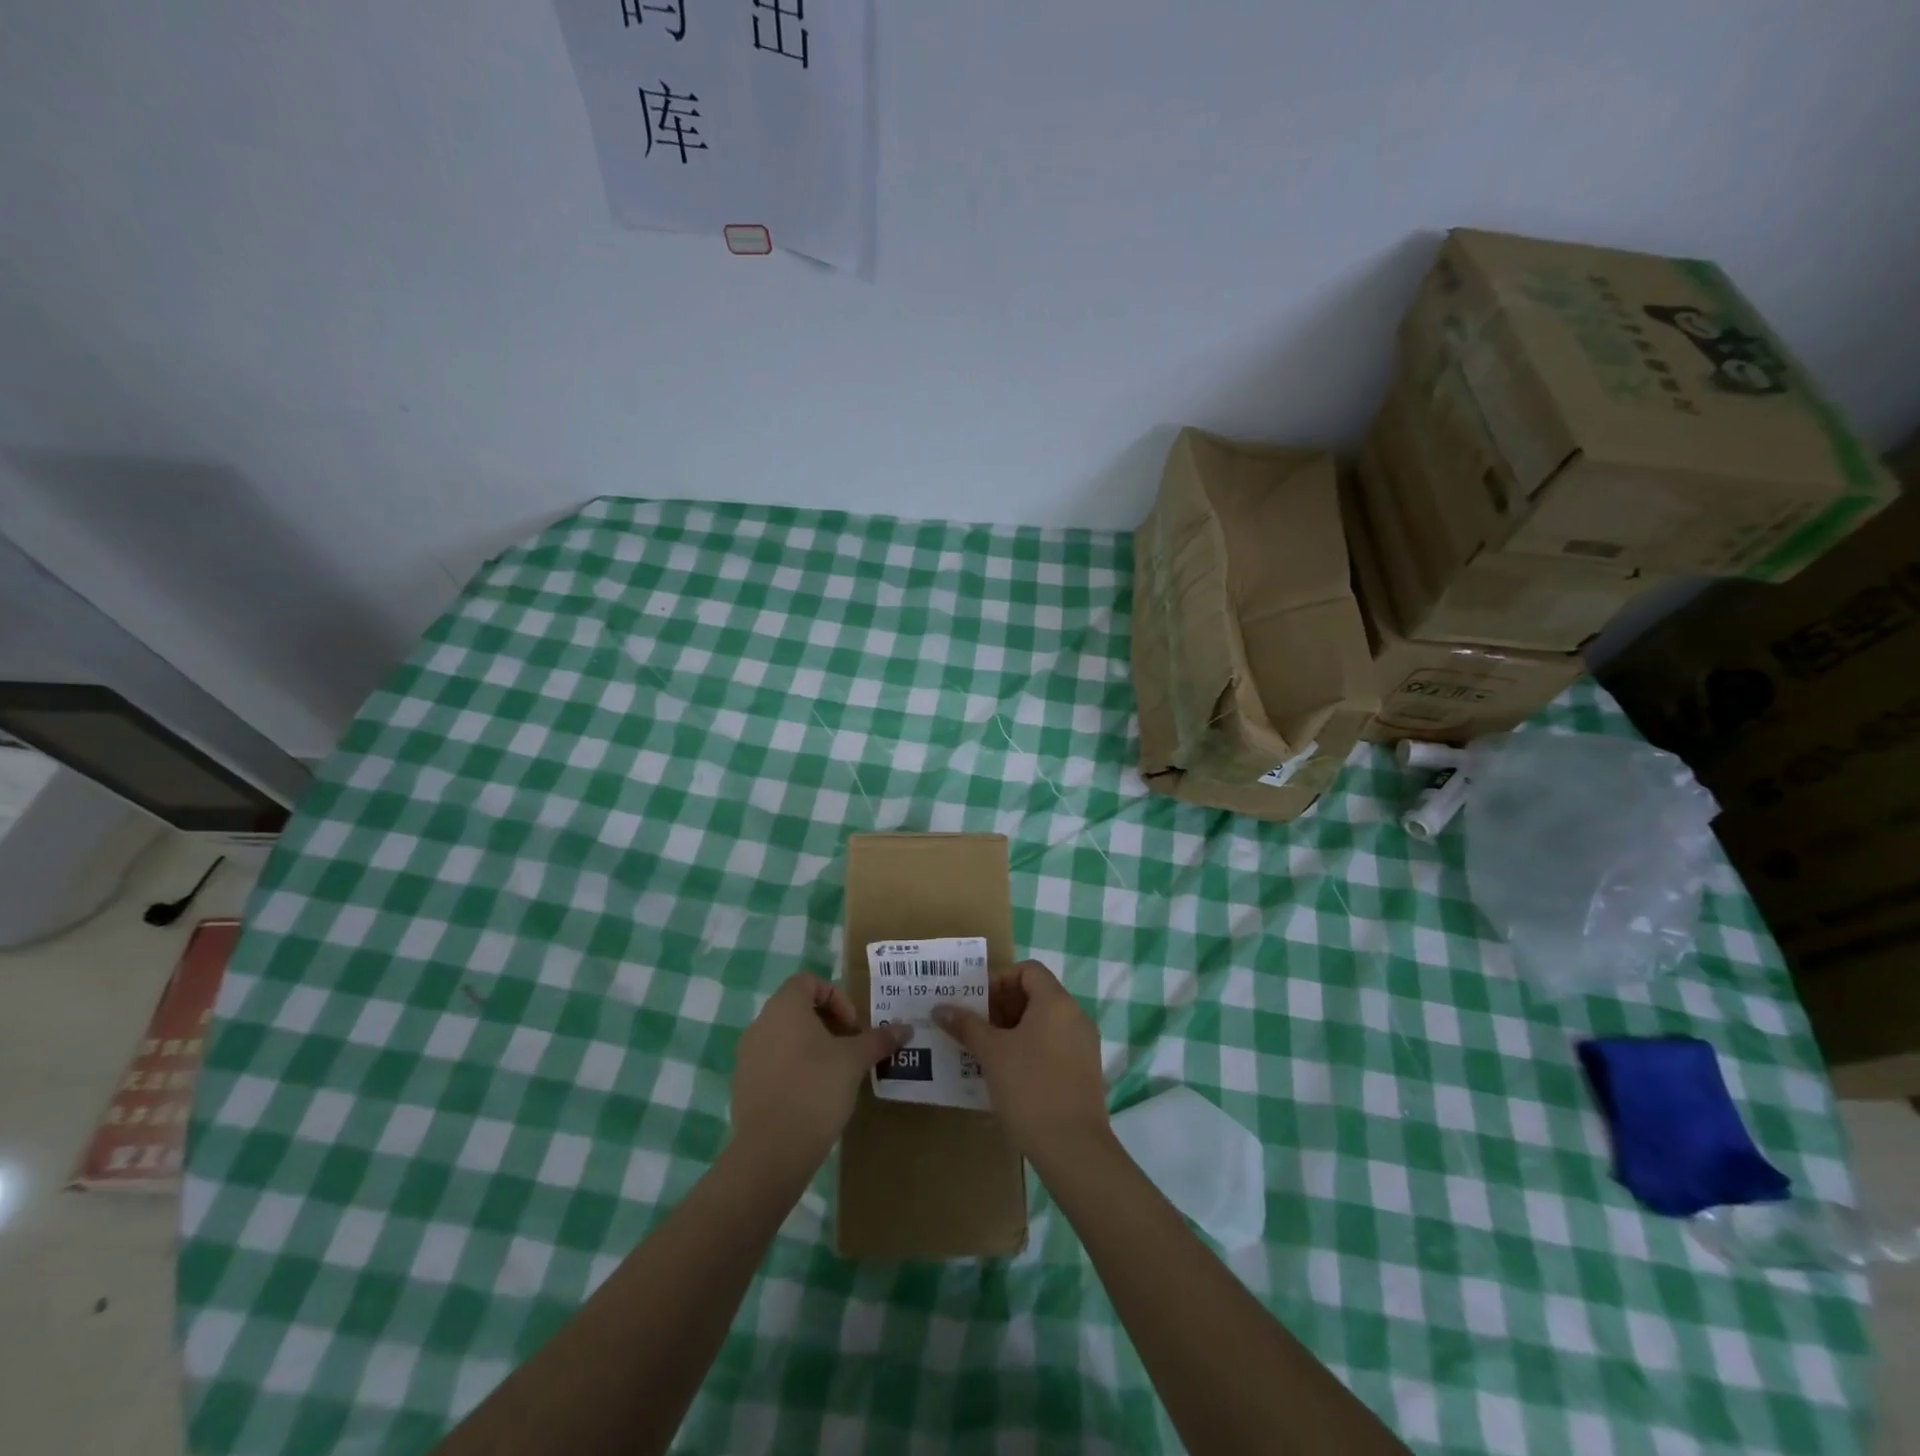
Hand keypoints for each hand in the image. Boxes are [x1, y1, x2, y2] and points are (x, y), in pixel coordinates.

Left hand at [730, 972, 906, 1169]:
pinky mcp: (743, 1086)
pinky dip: (795, 1069)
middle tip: (850, 1049)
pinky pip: (773, 1064)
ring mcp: (747, 1056)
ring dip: (812, 1047)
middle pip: (797, 1009)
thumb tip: (906, 1029)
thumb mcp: (854, 1061)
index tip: (853, 1027)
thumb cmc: (815, 1089)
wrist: (771, 1151)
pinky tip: (813, 1096)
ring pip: (785, 1037)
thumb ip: (878, 1040)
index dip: (836, 997)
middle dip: (828, 1024)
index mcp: (784, 1007)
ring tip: (835, 1074)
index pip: (808, 982)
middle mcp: (760, 1024)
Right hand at [932, 959, 1108, 1164]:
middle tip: (974, 1028)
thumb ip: (967, 1025)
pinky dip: (1030, 1049)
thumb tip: (940, 1007)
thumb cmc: (1030, 1089)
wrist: (1073, 1149)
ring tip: (984, 1051)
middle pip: (1036, 995)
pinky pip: (1053, 1046)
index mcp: (1056, 1002)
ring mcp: (1083, 1045)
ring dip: (1013, 1031)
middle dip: (1002, 1007)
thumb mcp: (992, 1054)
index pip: (1028, 970)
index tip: (976, 1004)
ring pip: (1044, 1023)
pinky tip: (1007, 1074)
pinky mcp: (1084, 1072)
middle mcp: (1075, 1016)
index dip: (999, 980)